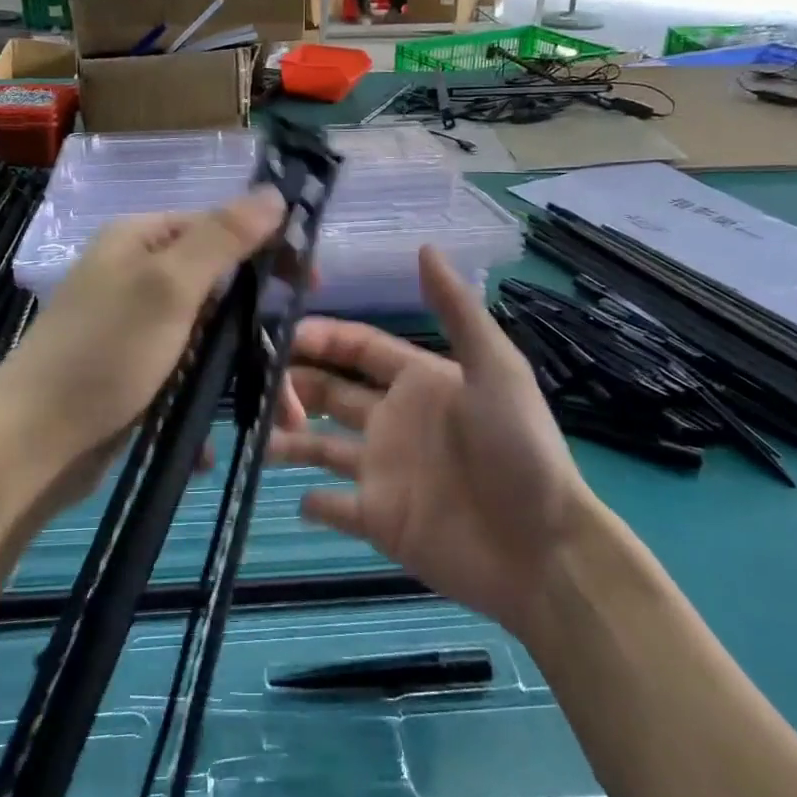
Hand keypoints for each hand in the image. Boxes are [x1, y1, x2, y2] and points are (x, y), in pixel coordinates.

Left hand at [0, 188, 291, 514]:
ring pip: (208, 337)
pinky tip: (215, 440)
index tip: (312, 287)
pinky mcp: (133, 373)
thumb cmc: (104, 352)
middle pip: (219, 286)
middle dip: (261, 328)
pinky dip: (205, 401)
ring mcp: (135, 328)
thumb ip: (223, 237)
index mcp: (140, 241)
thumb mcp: (168, 285)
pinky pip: (185, 375)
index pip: (219, 227)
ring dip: (243, 373)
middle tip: (298, 365)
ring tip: (283, 418)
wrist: (31, 444)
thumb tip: (274, 192)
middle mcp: (137, 276)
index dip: (269, 250)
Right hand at [270, 247, 595, 637]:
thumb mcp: (495, 369)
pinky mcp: (379, 520)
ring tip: (255, 435)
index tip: (281, 335)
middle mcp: (394, 420)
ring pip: (320, 446)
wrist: (542, 550)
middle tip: (257, 386)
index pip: (358, 349)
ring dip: (287, 438)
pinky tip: (297, 498)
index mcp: (418, 381)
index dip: (322, 337)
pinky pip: (334, 507)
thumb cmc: (517, 449)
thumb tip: (425, 246)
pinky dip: (313, 502)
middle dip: (294, 382)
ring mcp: (383, 472)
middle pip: (330, 391)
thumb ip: (456, 310)